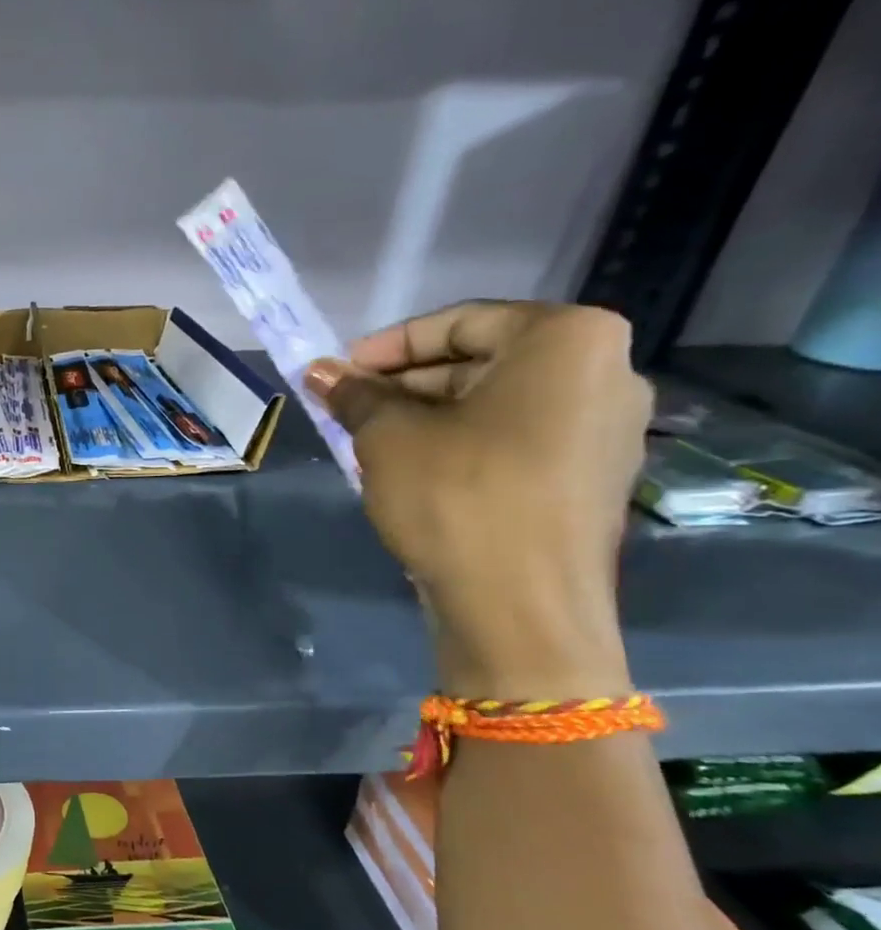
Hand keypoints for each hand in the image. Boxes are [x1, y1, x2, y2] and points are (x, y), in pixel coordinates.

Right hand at [306, 302, 649, 699]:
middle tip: (346, 410)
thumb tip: (321, 372)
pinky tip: (411, 471)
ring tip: (368, 443)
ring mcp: (607, 429)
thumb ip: (356, 395)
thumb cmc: (456, 497)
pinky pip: (515, 440)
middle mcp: (605, 371)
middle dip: (405, 385)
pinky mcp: (590, 477)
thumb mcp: (388, 437)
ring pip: (496, 404)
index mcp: (568, 341)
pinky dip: (460, 444)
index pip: (460, 322)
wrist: (520, 607)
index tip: (338, 374)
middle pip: (482, 361)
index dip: (386, 347)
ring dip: (426, 416)